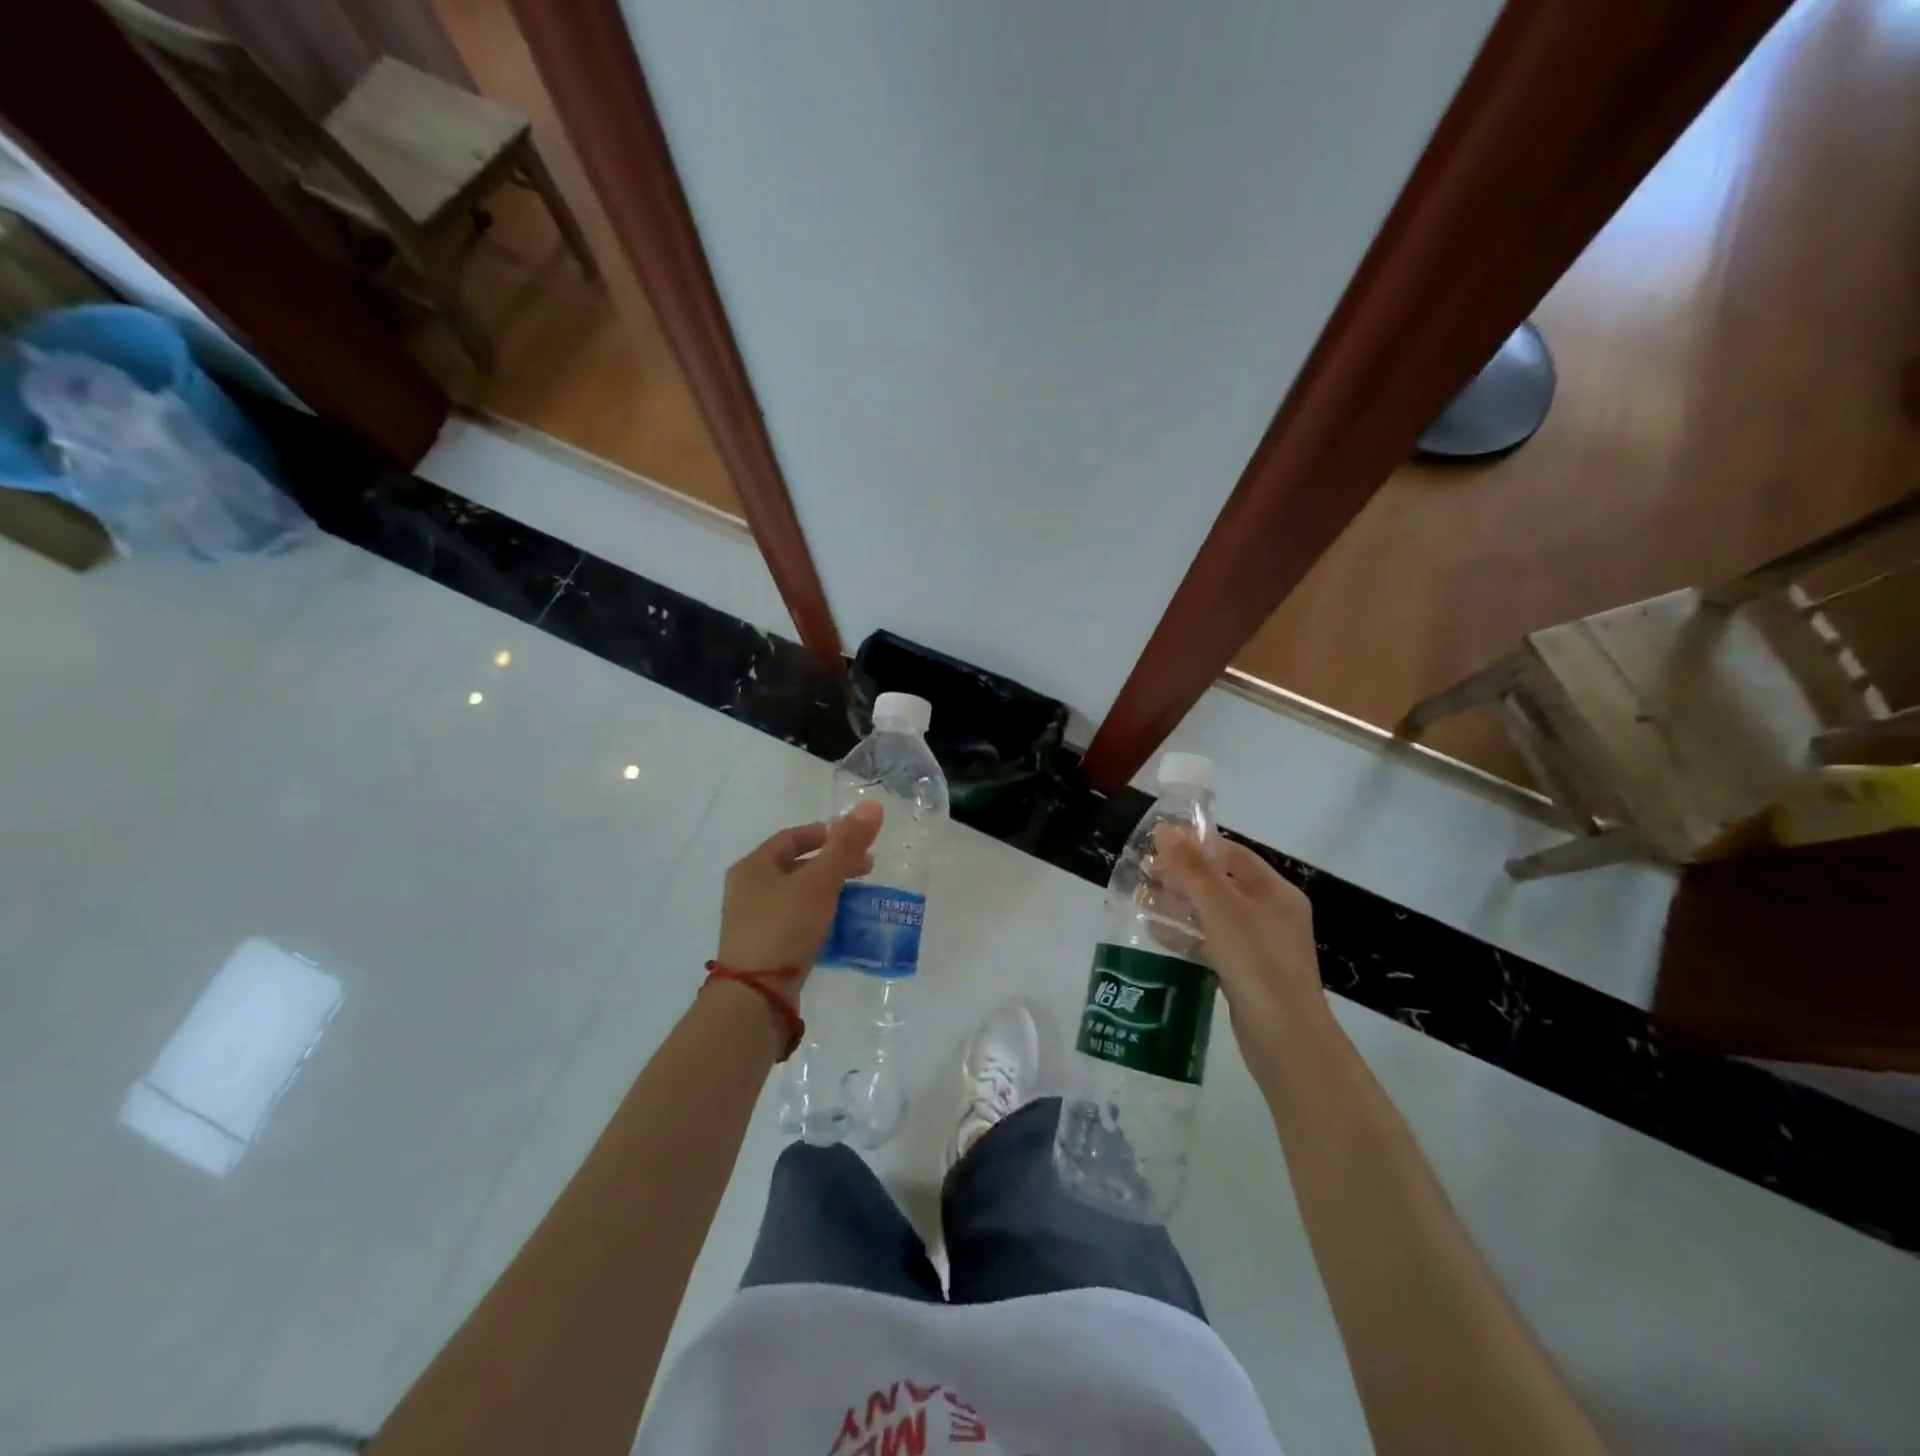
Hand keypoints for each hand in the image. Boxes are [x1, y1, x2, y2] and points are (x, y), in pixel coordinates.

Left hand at [715, 800, 883, 975]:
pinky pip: (794, 922)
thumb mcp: (820, 881)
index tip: (855, 840)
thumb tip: (873, 805)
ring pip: (796, 895)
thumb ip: (846, 845)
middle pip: (795, 866)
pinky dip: (818, 916)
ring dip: (827, 891)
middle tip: (866, 870)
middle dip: (832, 864)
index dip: (825, 834)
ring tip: (857, 899)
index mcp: (753, 866)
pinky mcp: (762, 949)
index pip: (792, 837)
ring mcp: (751, 922)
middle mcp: (747, 890)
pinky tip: (839, 927)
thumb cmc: (785, 927)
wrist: (755, 996)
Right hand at [1155, 827, 1328, 1058]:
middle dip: (1181, 877)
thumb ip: (1192, 868)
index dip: (1195, 845)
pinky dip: (1185, 935)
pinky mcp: (1245, 973)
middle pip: (1220, 883)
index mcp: (1275, 892)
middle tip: (1142, 874)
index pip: (1231, 854)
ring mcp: (1259, 946)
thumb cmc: (1257, 962)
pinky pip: (1211, 943)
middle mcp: (1271, 914)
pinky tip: (1156, 933)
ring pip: (1212, 915)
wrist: (1285, 1039)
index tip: (1157, 844)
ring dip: (1178, 906)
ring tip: (1140, 901)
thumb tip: (1166, 829)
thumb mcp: (1221, 908)